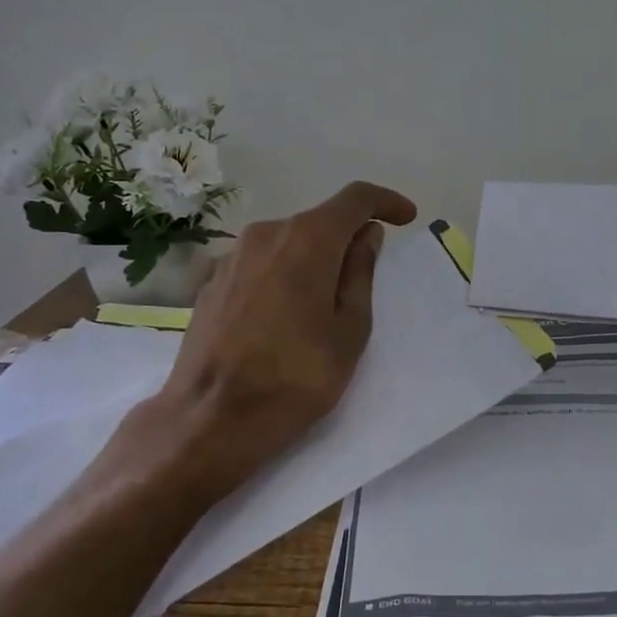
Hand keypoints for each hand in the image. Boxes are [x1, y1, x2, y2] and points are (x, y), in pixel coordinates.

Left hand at [141, 182, 417, 495]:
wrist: (210, 418)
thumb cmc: (295, 377)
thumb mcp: (349, 331)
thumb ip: (360, 273)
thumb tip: (366, 235)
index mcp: (307, 240)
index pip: (354, 198)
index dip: (385, 201)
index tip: (405, 217)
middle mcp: (266, 234)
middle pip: (318, 221)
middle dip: (347, 238)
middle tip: (367, 276)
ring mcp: (232, 256)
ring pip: (287, 242)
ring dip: (313, 258)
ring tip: (324, 305)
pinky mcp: (212, 282)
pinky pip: (261, 263)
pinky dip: (282, 274)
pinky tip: (284, 317)